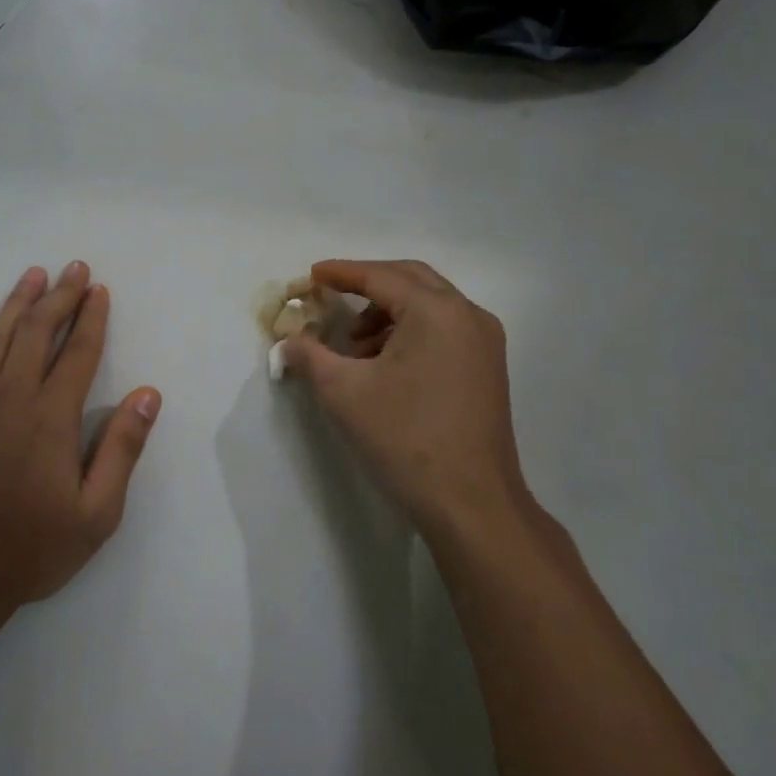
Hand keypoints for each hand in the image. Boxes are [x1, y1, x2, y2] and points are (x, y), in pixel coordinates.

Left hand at [0, 263, 160, 613]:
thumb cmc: (31, 549)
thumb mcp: (97, 513)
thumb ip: (122, 449)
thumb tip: (148, 394)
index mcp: (52, 417)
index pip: (79, 353)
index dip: (92, 318)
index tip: (99, 290)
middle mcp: (12, 397)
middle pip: (38, 332)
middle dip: (60, 297)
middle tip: (74, 268)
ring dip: (17, 303)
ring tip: (34, 275)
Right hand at [282, 260, 529, 550]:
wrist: (470, 503)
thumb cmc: (404, 439)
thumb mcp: (343, 392)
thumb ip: (309, 356)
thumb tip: (288, 341)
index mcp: (437, 312)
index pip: (381, 277)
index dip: (342, 273)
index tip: (311, 275)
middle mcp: (468, 316)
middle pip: (411, 280)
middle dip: (368, 284)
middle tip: (332, 296)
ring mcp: (485, 343)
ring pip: (430, 306)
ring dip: (389, 312)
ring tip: (354, 345)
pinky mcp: (488, 368)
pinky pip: (444, 330)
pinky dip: (410, 332)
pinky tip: (385, 364)